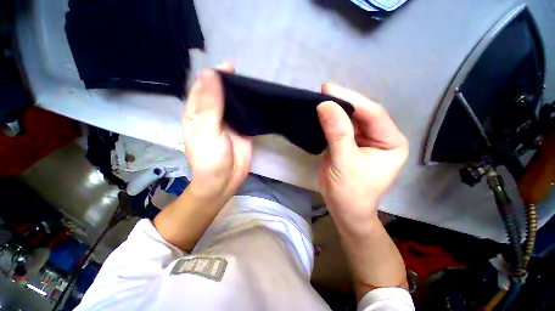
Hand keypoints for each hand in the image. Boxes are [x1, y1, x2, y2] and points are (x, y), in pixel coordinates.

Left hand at [182, 63, 252, 199]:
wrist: (225, 180)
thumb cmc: (210, 158)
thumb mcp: (207, 130)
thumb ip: (209, 104)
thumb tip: (211, 73)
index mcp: (197, 112)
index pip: (203, 86)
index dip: (215, 74)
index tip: (232, 67)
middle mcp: (212, 114)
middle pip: (220, 92)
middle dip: (231, 82)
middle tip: (247, 76)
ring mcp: (228, 122)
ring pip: (233, 102)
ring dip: (242, 93)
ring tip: (255, 86)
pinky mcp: (241, 129)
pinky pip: (245, 114)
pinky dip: (250, 107)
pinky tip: (258, 102)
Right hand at [317, 84, 407, 234]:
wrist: (344, 209)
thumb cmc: (350, 192)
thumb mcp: (343, 162)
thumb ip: (337, 133)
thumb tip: (325, 105)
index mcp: (391, 142)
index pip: (373, 114)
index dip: (351, 101)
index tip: (328, 89)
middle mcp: (381, 137)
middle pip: (361, 114)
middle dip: (343, 103)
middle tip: (323, 91)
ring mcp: (365, 140)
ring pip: (350, 119)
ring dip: (335, 110)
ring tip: (320, 99)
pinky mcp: (351, 143)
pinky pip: (341, 127)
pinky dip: (330, 121)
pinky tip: (321, 114)